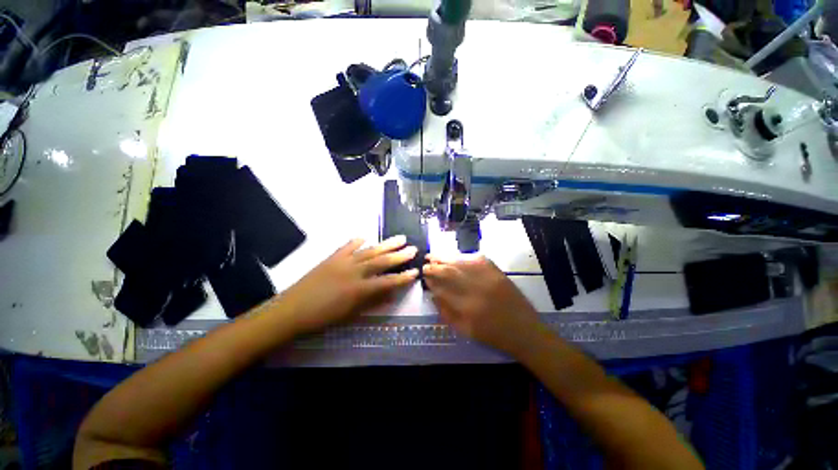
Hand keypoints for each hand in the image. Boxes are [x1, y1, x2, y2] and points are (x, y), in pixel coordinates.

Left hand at [277, 236, 418, 333]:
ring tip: (399, 238)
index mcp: (360, 289)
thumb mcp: (351, 314)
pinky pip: (347, 246)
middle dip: (399, 255)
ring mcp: (343, 262)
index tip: (416, 271)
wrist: (291, 310)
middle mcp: (355, 272)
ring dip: (385, 244)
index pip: (388, 282)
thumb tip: (390, 294)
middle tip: (413, 248)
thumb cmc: (323, 317)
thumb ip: (372, 302)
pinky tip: (365, 236)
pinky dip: (357, 241)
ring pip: (369, 251)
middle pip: (382, 261)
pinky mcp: (332, 258)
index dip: (403, 277)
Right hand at [423, 255, 540, 355]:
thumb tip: (433, 294)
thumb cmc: (493, 335)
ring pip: (462, 263)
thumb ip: (446, 312)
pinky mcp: (497, 272)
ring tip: (436, 256)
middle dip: (435, 266)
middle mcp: (476, 289)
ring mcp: (488, 278)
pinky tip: (457, 257)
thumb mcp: (464, 330)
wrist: (524, 331)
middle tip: (426, 263)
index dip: (431, 279)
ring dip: (446, 258)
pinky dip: (464, 256)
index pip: (442, 288)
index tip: (424, 274)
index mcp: (466, 307)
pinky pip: (477, 259)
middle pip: (450, 272)